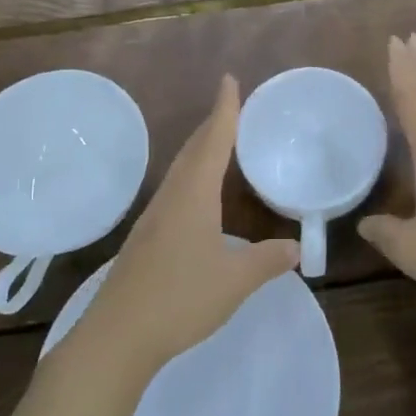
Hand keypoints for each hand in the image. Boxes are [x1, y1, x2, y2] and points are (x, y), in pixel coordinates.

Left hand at [80, 76, 298, 377]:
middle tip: (230, 107)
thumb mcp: (235, 281)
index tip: (229, 80)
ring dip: (199, 150)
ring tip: (217, 143)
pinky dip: (191, 177)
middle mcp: (171, 197)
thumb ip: (267, 261)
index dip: (225, 110)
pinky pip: (174, 191)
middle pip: (193, 150)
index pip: (214, 142)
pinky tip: (196, 196)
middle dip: (212, 125)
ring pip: (180, 171)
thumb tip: (297, 248)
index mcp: (194, 196)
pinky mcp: (145, 239)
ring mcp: (153, 218)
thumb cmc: (180, 298)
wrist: (118, 335)